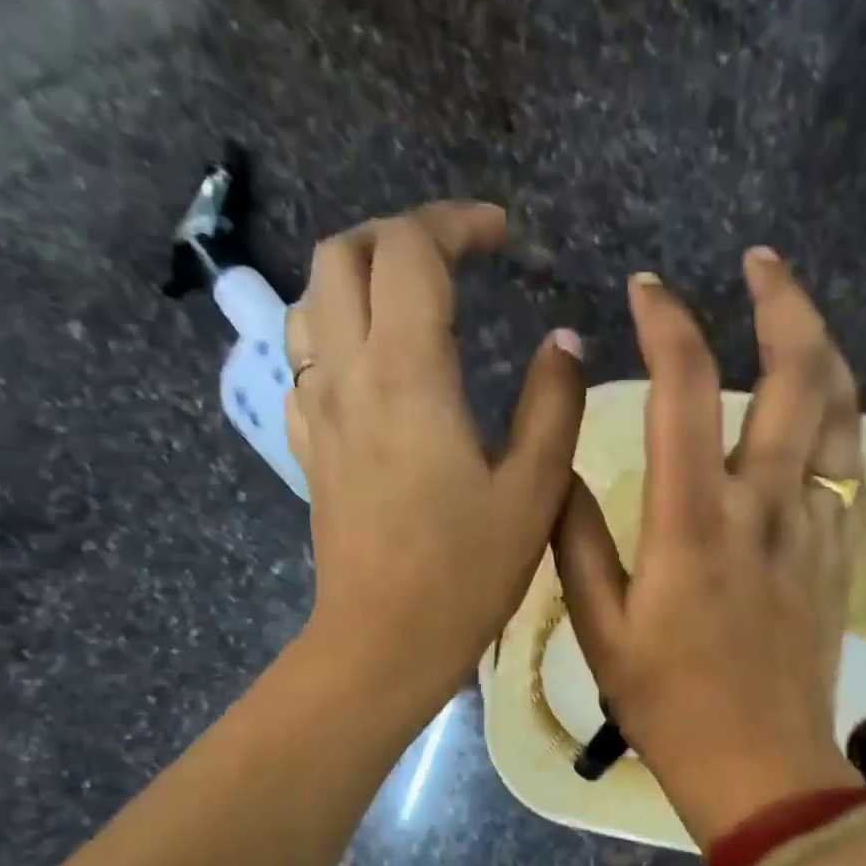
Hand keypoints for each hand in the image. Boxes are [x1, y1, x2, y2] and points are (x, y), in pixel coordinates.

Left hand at [286, 202, 585, 717]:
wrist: (384, 641)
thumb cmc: (467, 573)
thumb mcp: (534, 491)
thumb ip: (554, 405)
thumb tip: (563, 342)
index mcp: (408, 374)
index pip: (412, 252)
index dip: (457, 224)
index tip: (503, 237)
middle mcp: (347, 374)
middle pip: (343, 255)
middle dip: (399, 235)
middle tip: (454, 259)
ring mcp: (317, 411)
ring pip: (309, 301)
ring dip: (357, 277)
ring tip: (410, 301)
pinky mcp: (309, 449)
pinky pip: (302, 362)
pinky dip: (334, 334)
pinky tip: (371, 367)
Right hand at [554, 251, 865, 845]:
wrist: (762, 769)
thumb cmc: (670, 707)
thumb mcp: (600, 631)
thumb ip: (577, 541)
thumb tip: (562, 469)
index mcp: (693, 523)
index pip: (686, 388)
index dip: (669, 322)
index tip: (648, 291)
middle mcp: (764, 508)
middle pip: (797, 376)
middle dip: (783, 302)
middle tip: (760, 263)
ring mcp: (814, 530)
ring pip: (843, 412)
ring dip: (825, 349)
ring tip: (798, 317)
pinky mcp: (840, 557)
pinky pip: (852, 467)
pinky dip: (840, 419)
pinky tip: (821, 409)